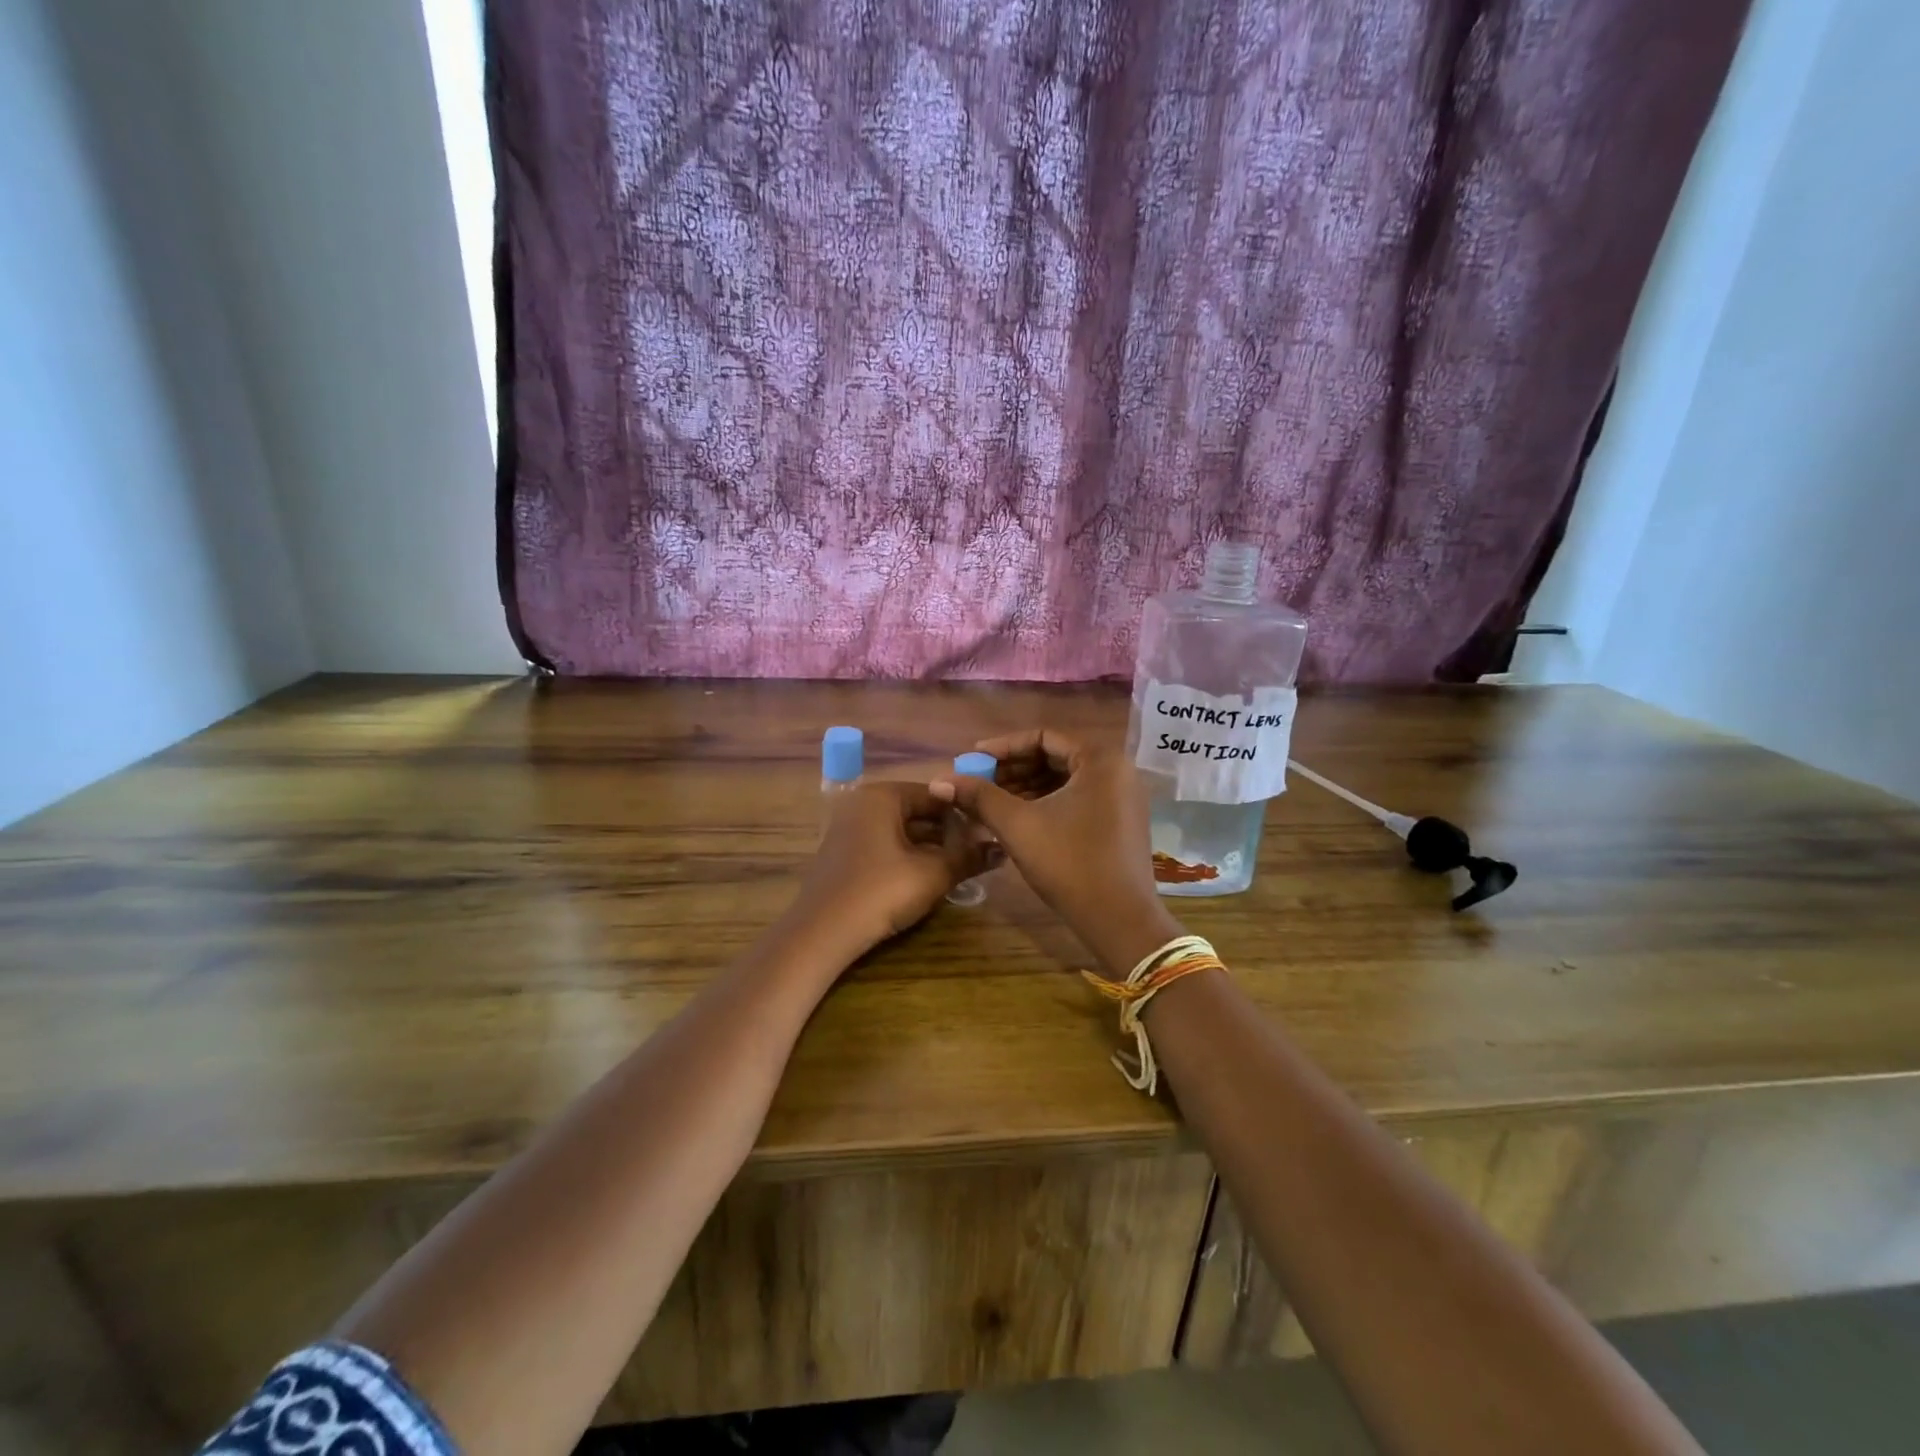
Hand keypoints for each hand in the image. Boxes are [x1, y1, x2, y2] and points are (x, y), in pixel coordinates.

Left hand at [788, 782, 997, 959]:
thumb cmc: (880, 892)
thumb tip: (1002, 849)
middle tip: (978, 854)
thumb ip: (969, 857)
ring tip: (960, 867)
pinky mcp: (845, 854)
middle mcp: (863, 803)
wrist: (822, 933)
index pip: (936, 795)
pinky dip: (909, 857)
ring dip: (931, 848)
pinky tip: (928, 878)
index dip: (965, 814)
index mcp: (882, 795)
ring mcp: (850, 828)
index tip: (989, 835)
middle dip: (949, 833)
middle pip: (918, 811)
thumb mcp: (933, 874)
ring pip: (902, 831)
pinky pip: (885, 846)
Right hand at [930, 729, 1180, 974]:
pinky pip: (1077, 800)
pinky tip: (1016, 820)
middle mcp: (1117, 770)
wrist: (1120, 921)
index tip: (972, 760)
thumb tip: (939, 780)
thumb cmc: (1069, 863)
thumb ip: (979, 796)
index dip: (1003, 747)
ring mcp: (1122, 798)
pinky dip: (1046, 804)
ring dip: (1026, 788)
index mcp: (1100, 759)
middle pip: (1055, 757)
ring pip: (1064, 781)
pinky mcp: (1120, 823)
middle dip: (1013, 769)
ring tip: (989, 804)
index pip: (1044, 737)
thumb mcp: (1018, 825)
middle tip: (978, 783)